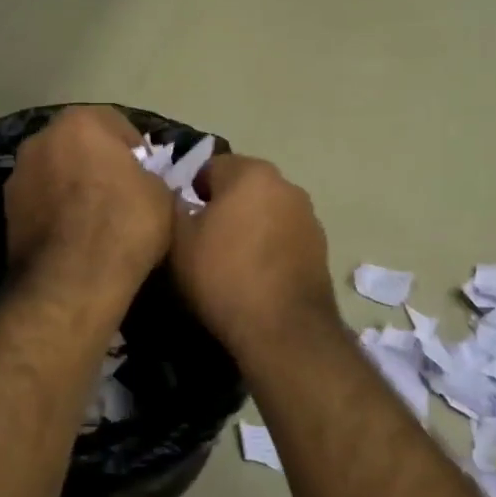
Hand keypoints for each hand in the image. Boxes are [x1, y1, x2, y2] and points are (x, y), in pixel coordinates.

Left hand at [5, 107, 173, 296]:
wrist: (72, 281)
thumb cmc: (124, 225)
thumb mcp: (161, 194)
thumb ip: (149, 175)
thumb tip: (140, 182)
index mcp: (81, 122)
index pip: (117, 125)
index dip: (136, 152)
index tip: (148, 176)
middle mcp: (41, 138)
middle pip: (79, 145)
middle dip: (98, 163)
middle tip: (121, 194)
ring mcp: (17, 174)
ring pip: (56, 172)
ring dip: (72, 187)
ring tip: (95, 220)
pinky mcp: (5, 210)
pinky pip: (41, 201)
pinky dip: (56, 212)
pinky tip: (74, 237)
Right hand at [169, 153, 339, 363]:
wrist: (284, 329)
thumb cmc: (223, 276)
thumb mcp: (179, 241)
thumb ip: (174, 207)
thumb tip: (178, 198)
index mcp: (250, 173)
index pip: (212, 166)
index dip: (193, 191)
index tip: (184, 220)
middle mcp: (286, 185)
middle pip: (243, 186)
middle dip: (224, 206)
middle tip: (204, 240)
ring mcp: (308, 216)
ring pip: (267, 211)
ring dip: (250, 225)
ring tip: (232, 261)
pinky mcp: (321, 246)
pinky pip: (284, 236)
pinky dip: (270, 246)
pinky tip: (258, 276)